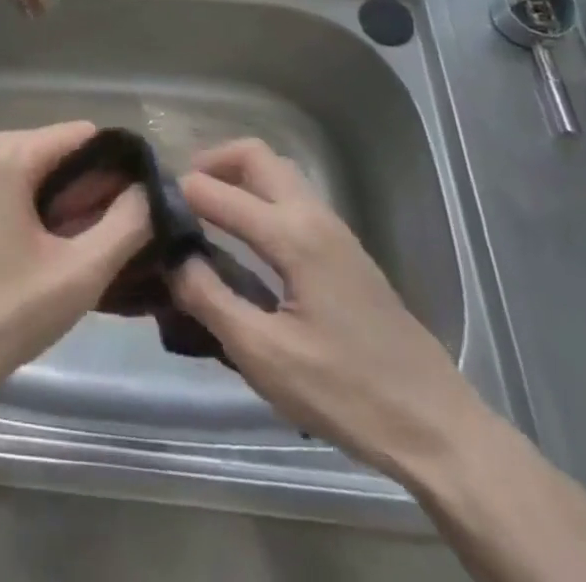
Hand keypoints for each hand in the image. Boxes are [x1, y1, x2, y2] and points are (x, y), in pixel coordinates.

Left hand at [0, 121, 150, 418]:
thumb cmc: (4, 316)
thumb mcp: (80, 274)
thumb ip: (127, 225)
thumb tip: (151, 189)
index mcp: (8, 153)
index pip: (82, 134)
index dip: (117, 167)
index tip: (137, 209)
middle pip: (55, 150)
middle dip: (88, 188)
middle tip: (107, 241)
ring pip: (32, 171)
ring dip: (61, 202)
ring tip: (77, 252)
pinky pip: (6, 186)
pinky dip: (31, 208)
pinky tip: (41, 254)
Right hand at [167, 138, 490, 479]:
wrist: (439, 429)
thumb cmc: (348, 393)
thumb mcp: (265, 357)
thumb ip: (210, 300)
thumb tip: (172, 258)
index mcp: (293, 235)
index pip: (219, 193)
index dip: (179, 194)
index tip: (147, 206)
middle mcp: (314, 216)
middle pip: (256, 156)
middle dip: (212, 161)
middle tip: (179, 194)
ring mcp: (335, 230)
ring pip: (278, 172)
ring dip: (238, 175)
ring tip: (205, 210)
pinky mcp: (345, 250)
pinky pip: (292, 197)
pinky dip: (259, 195)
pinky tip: (245, 237)